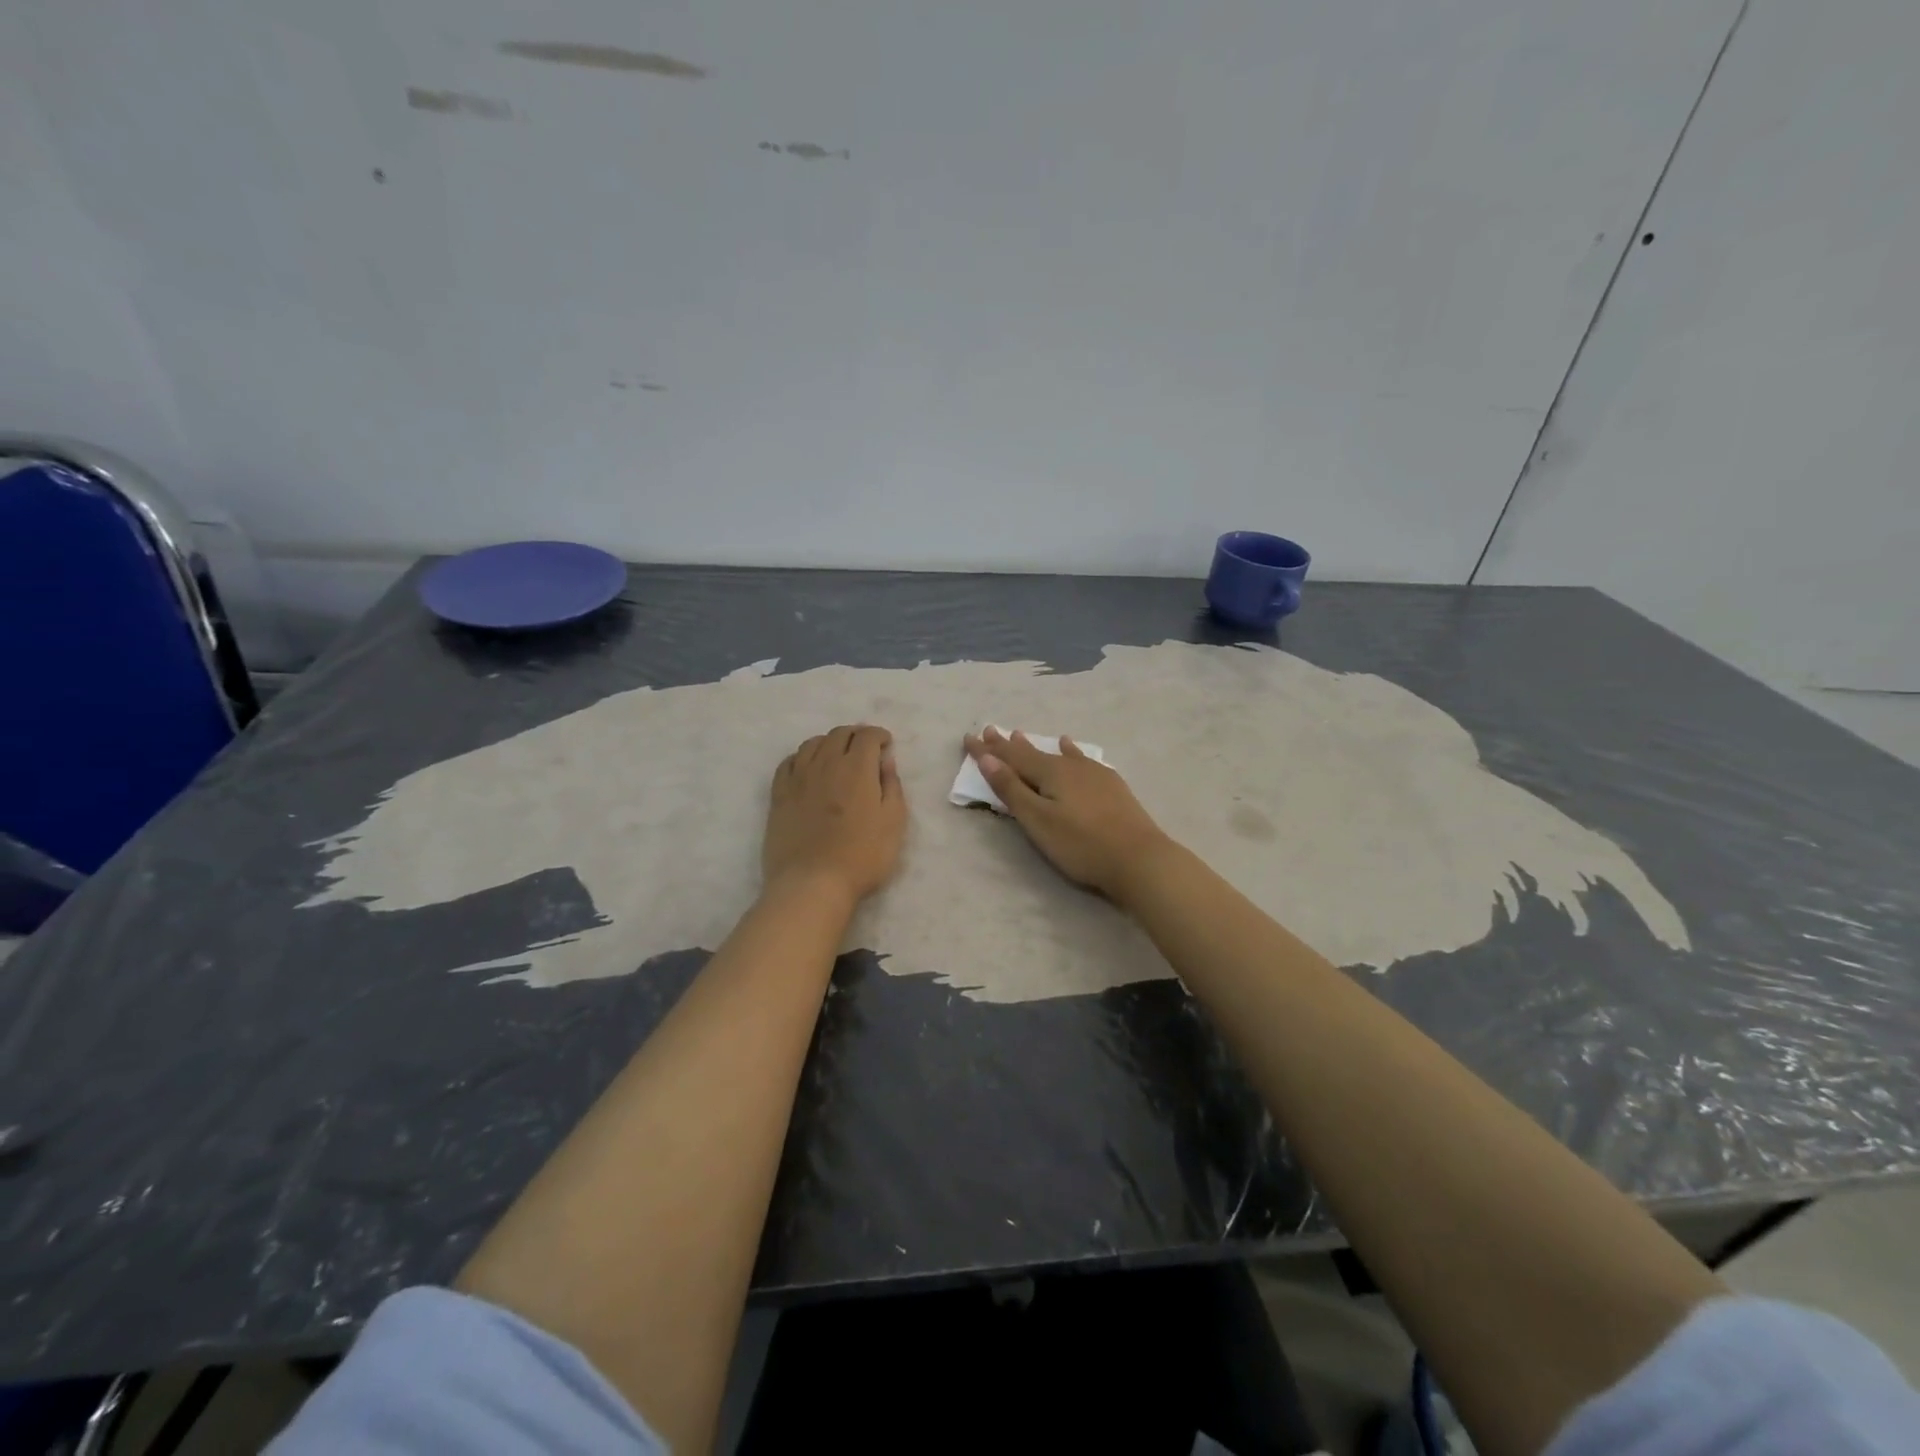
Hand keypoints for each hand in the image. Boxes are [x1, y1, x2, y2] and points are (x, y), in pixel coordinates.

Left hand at [764, 725, 906, 902]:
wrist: (812, 883)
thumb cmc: (862, 856)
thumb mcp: (894, 822)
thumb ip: (892, 786)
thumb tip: (885, 761)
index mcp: (857, 768)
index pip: (867, 736)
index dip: (879, 735)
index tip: (886, 745)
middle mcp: (825, 763)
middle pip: (839, 734)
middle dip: (856, 734)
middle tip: (865, 748)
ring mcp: (798, 778)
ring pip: (812, 744)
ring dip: (829, 743)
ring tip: (837, 755)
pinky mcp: (779, 795)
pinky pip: (788, 762)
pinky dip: (802, 757)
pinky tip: (807, 768)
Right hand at [963, 727, 1174, 902]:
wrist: (1139, 858)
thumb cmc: (1081, 844)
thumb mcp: (1038, 820)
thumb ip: (1011, 789)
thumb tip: (987, 757)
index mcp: (1049, 773)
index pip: (1011, 757)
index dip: (988, 750)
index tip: (969, 737)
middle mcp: (1070, 766)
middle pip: (1032, 752)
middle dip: (1007, 744)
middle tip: (989, 730)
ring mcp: (1094, 773)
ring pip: (1057, 754)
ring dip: (1036, 745)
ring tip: (1020, 734)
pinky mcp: (1111, 785)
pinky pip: (1081, 759)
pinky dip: (1070, 751)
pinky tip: (1070, 746)